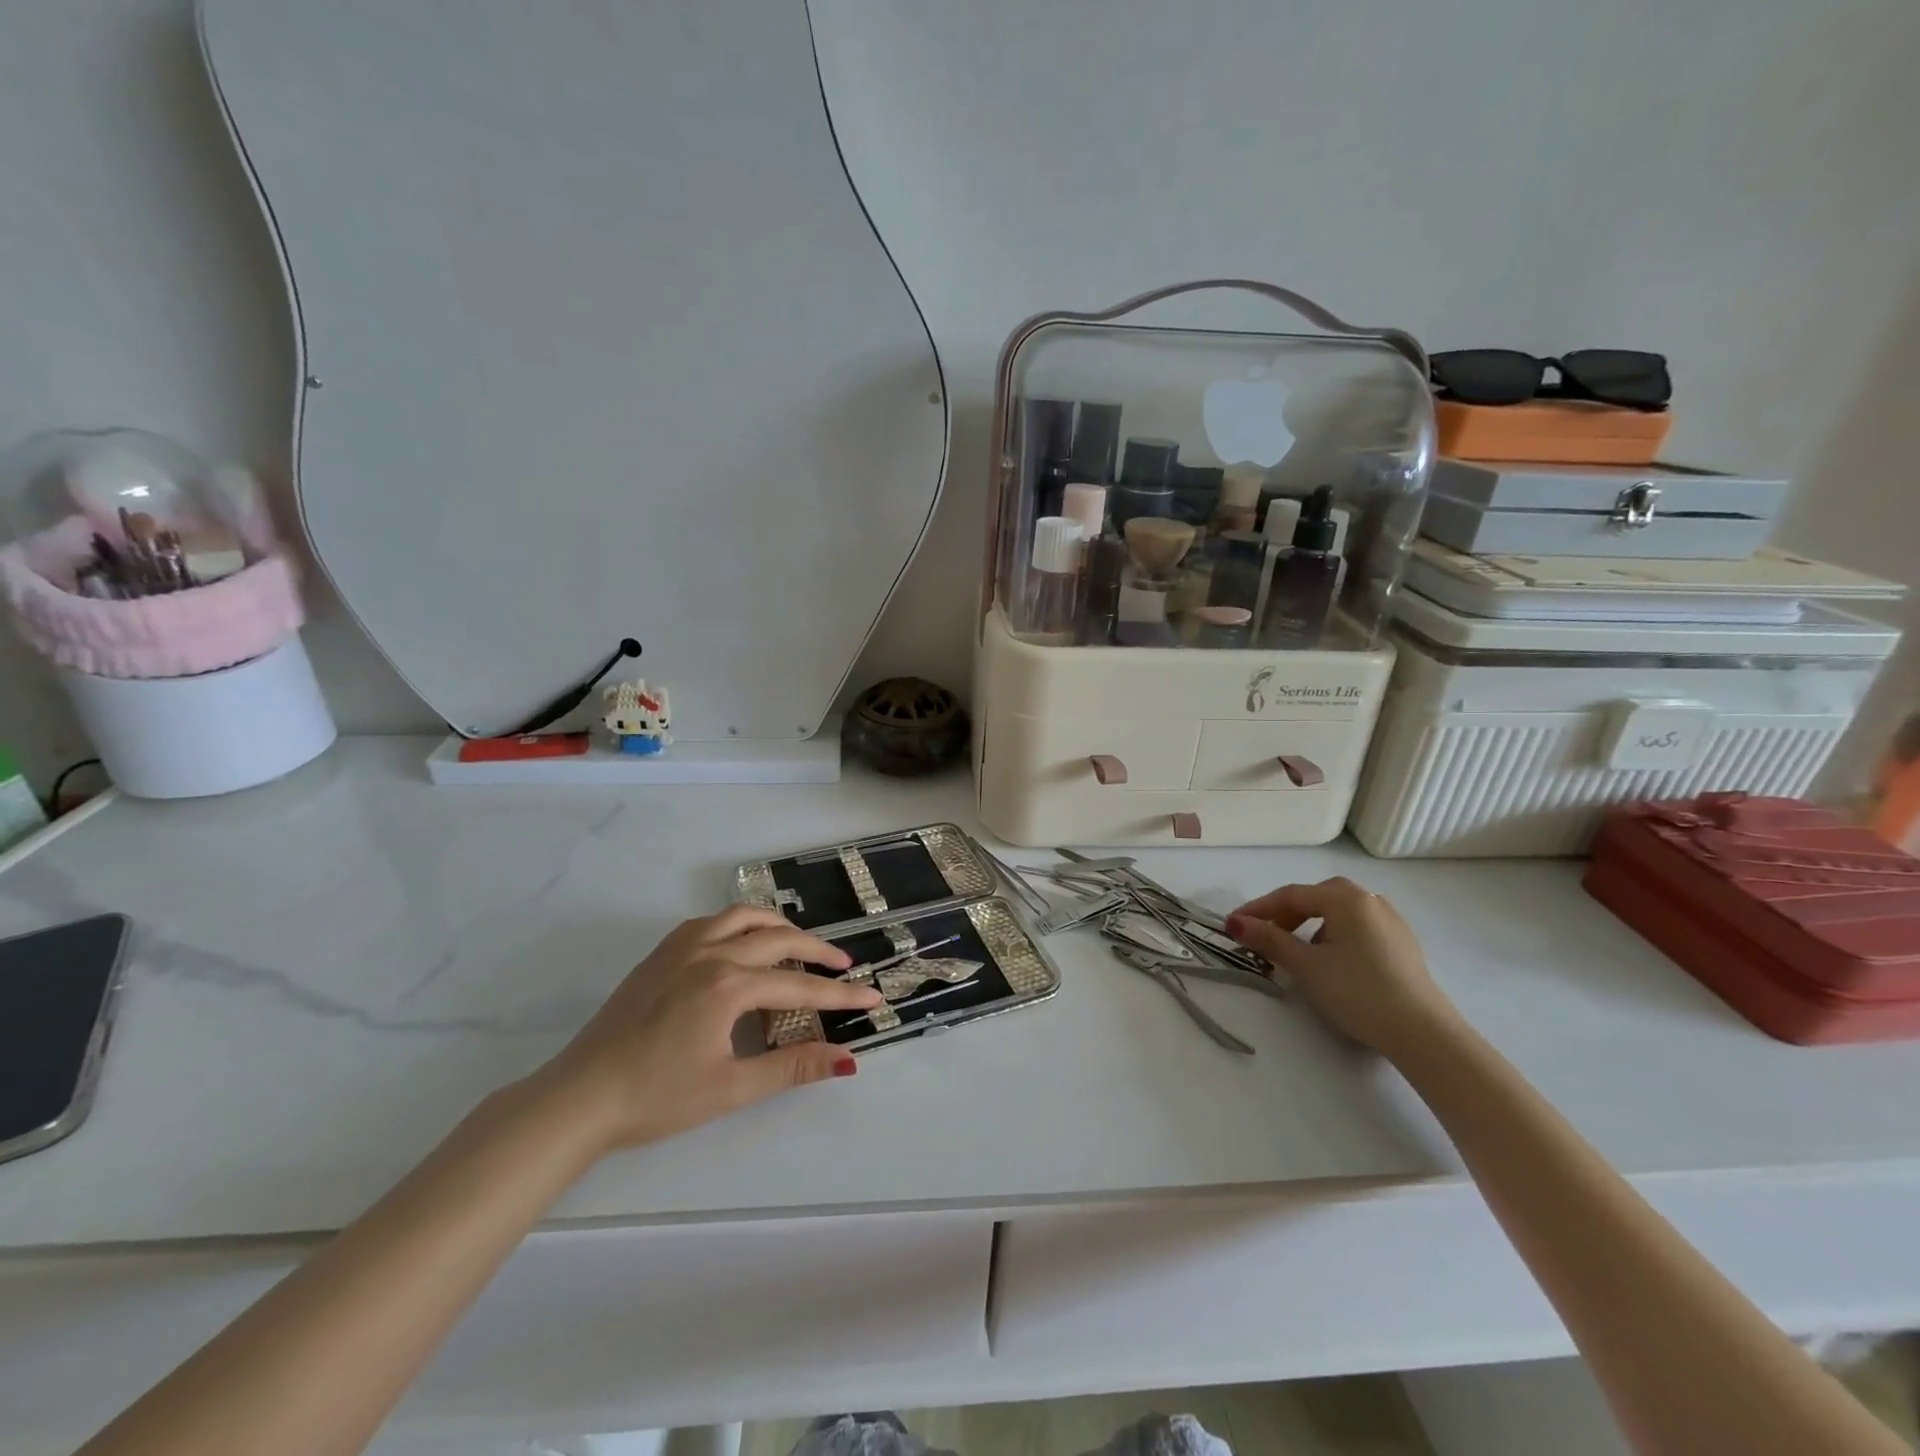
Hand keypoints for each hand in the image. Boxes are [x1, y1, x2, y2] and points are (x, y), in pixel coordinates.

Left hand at [536, 906, 883, 1153]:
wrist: (579, 1097)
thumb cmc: (656, 1098)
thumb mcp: (731, 1088)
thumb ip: (791, 1067)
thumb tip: (847, 1059)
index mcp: (728, 985)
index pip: (800, 985)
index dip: (840, 994)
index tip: (874, 997)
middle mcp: (710, 953)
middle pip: (778, 940)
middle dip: (817, 951)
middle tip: (843, 965)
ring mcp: (681, 948)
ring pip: (742, 917)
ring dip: (778, 926)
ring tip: (798, 944)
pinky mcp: (660, 954)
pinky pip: (712, 922)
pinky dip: (740, 924)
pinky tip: (742, 944)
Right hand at [1227, 877, 1459, 1059]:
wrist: (1424, 1033)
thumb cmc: (1358, 991)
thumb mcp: (1306, 965)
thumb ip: (1269, 939)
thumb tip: (1235, 923)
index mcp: (1346, 897)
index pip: (1290, 895)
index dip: (1258, 909)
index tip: (1232, 925)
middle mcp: (1369, 899)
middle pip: (1315, 899)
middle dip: (1283, 915)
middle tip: (1261, 936)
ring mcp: (1391, 921)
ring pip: (1337, 913)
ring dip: (1308, 925)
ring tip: (1293, 950)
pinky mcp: (1402, 944)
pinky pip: (1356, 927)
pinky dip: (1333, 935)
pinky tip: (1330, 960)